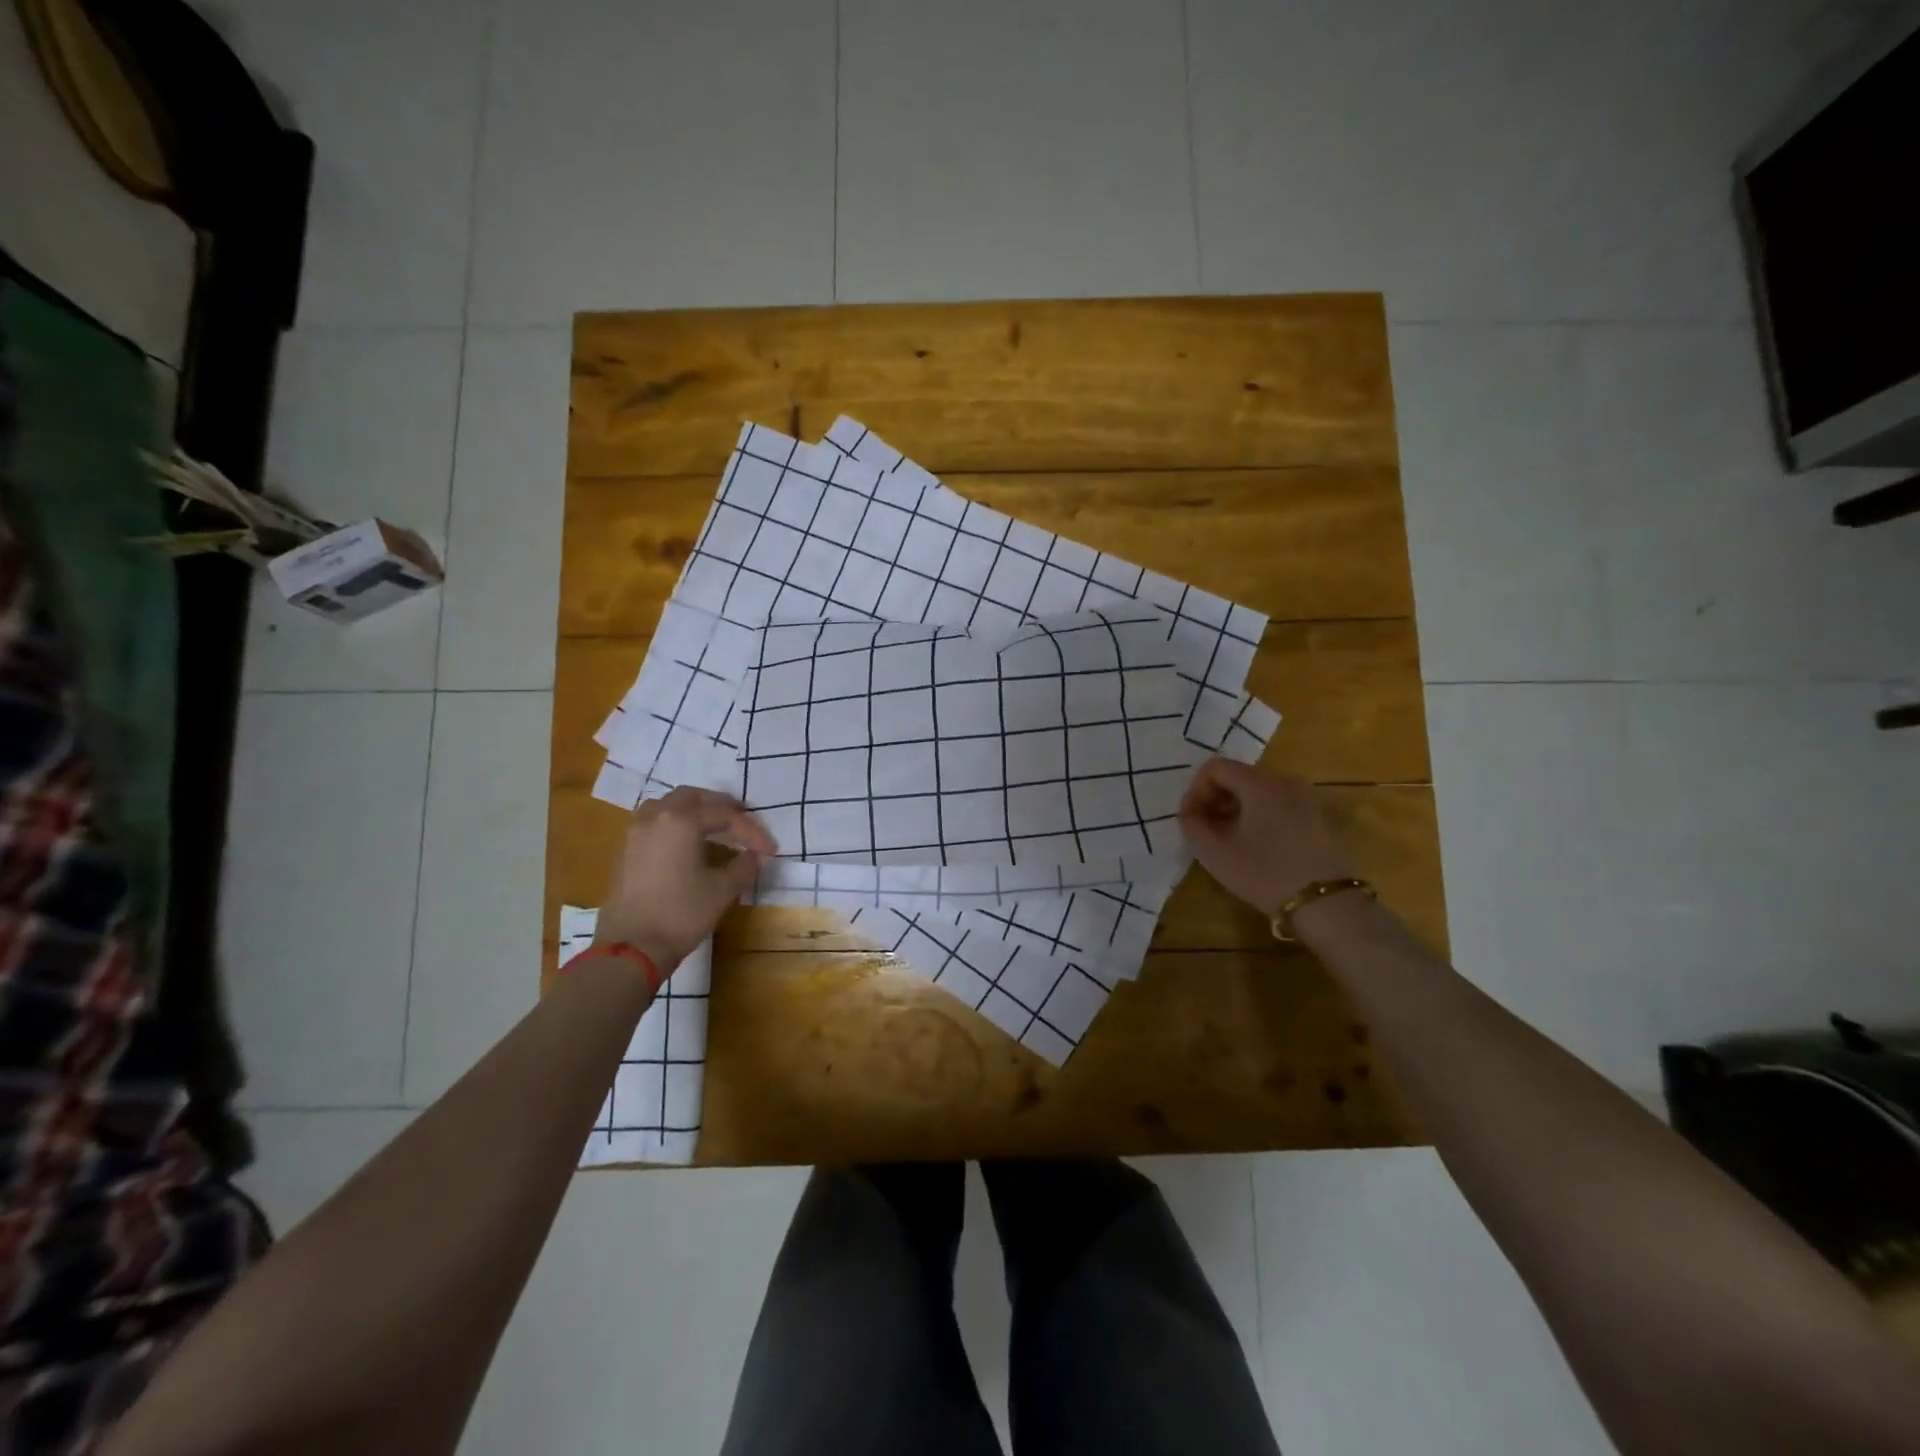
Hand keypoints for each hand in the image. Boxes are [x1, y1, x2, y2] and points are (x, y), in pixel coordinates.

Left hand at [594, 788, 776, 973]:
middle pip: (692, 798)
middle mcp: (656, 817)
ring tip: (712, 826)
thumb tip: (757, 856)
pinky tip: (687, 843)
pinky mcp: (626, 851)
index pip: (725, 816)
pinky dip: (674, 823)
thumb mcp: (722, 890)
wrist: (630, 948)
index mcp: (682, 821)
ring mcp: (636, 833)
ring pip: (668, 806)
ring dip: (693, 810)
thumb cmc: (680, 914)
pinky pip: (654, 823)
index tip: (769, 850)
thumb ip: (744, 866)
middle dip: (720, 806)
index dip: (751, 831)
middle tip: (741, 819)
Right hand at [1178, 760, 1352, 915]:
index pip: (1215, 767)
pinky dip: (1259, 815)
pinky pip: (1278, 803)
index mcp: (1260, 784)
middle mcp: (1285, 780)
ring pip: (1258, 790)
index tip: (1192, 819)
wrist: (1327, 905)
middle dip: (1215, 799)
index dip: (1195, 790)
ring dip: (1236, 808)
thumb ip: (1191, 825)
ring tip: (1229, 840)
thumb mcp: (1215, 854)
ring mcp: (1306, 797)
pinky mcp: (1318, 816)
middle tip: (1207, 831)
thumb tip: (1190, 812)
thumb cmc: (1265, 874)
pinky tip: (1256, 845)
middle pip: (1238, 776)